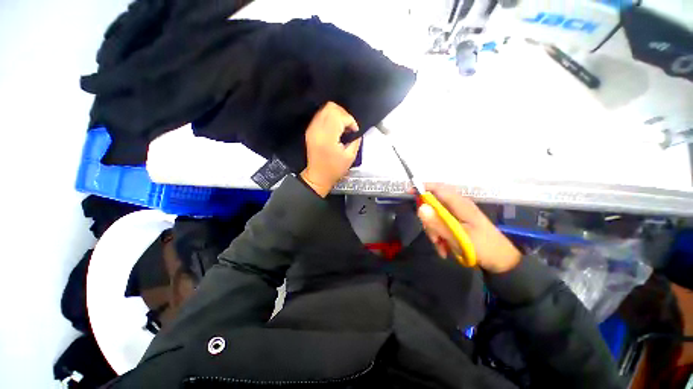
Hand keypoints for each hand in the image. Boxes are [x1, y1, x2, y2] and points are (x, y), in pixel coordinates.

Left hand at [300, 102, 361, 196]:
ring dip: (337, 115)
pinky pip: (321, 115)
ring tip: (342, 128)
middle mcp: (318, 129)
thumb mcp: (350, 157)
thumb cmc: (334, 169)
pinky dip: (331, 118)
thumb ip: (355, 140)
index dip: (350, 121)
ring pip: (325, 109)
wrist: (317, 177)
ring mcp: (312, 128)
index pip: (340, 116)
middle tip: (349, 127)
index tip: (354, 131)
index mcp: (327, 137)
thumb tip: (355, 130)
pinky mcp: (310, 130)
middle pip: (331, 107)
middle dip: (344, 115)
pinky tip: (335, 129)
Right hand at [417, 183, 520, 272]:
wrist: (502, 262)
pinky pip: (441, 225)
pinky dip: (439, 236)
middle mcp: (457, 207)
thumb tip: (420, 207)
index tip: (409, 193)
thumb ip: (438, 223)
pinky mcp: (458, 224)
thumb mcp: (458, 237)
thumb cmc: (483, 248)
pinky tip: (444, 249)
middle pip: (433, 205)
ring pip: (435, 217)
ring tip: (440, 246)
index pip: (438, 188)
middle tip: (433, 236)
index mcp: (460, 204)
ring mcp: (457, 215)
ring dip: (434, 231)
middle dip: (428, 220)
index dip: (423, 187)